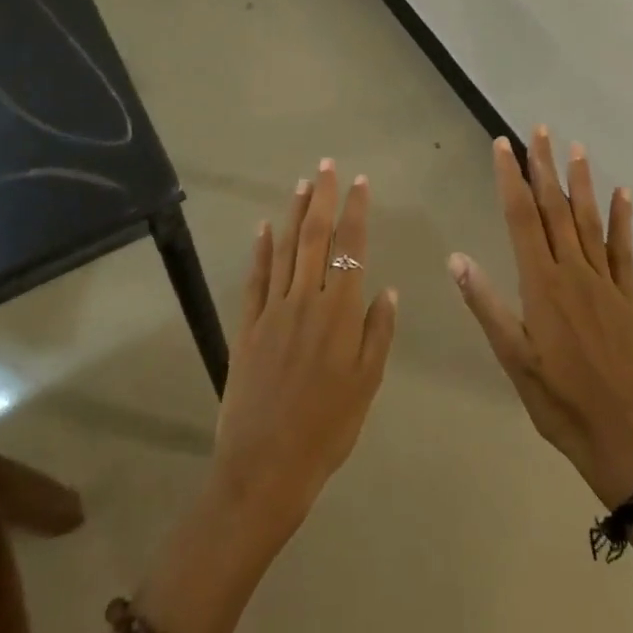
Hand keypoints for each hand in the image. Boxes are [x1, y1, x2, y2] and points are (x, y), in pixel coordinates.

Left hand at [208, 159, 397, 554]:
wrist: (266, 466)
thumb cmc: (327, 429)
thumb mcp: (367, 385)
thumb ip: (377, 333)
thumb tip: (386, 289)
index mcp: (340, 313)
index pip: (350, 248)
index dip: (356, 212)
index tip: (360, 182)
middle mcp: (306, 301)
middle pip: (314, 238)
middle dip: (322, 198)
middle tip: (326, 166)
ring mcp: (272, 311)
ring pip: (284, 250)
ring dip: (293, 214)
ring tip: (301, 184)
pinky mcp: (246, 326)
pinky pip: (255, 279)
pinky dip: (260, 251)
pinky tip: (263, 228)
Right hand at [452, 130, 632, 508]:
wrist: (628, 439)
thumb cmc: (560, 402)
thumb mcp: (513, 359)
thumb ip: (487, 305)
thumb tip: (456, 257)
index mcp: (542, 284)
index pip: (521, 218)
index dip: (511, 178)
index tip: (503, 145)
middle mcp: (574, 272)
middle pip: (555, 209)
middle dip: (543, 167)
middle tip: (537, 130)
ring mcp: (604, 282)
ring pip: (589, 220)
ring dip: (580, 182)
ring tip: (574, 148)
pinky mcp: (628, 297)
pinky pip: (624, 249)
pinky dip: (623, 219)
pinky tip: (623, 194)